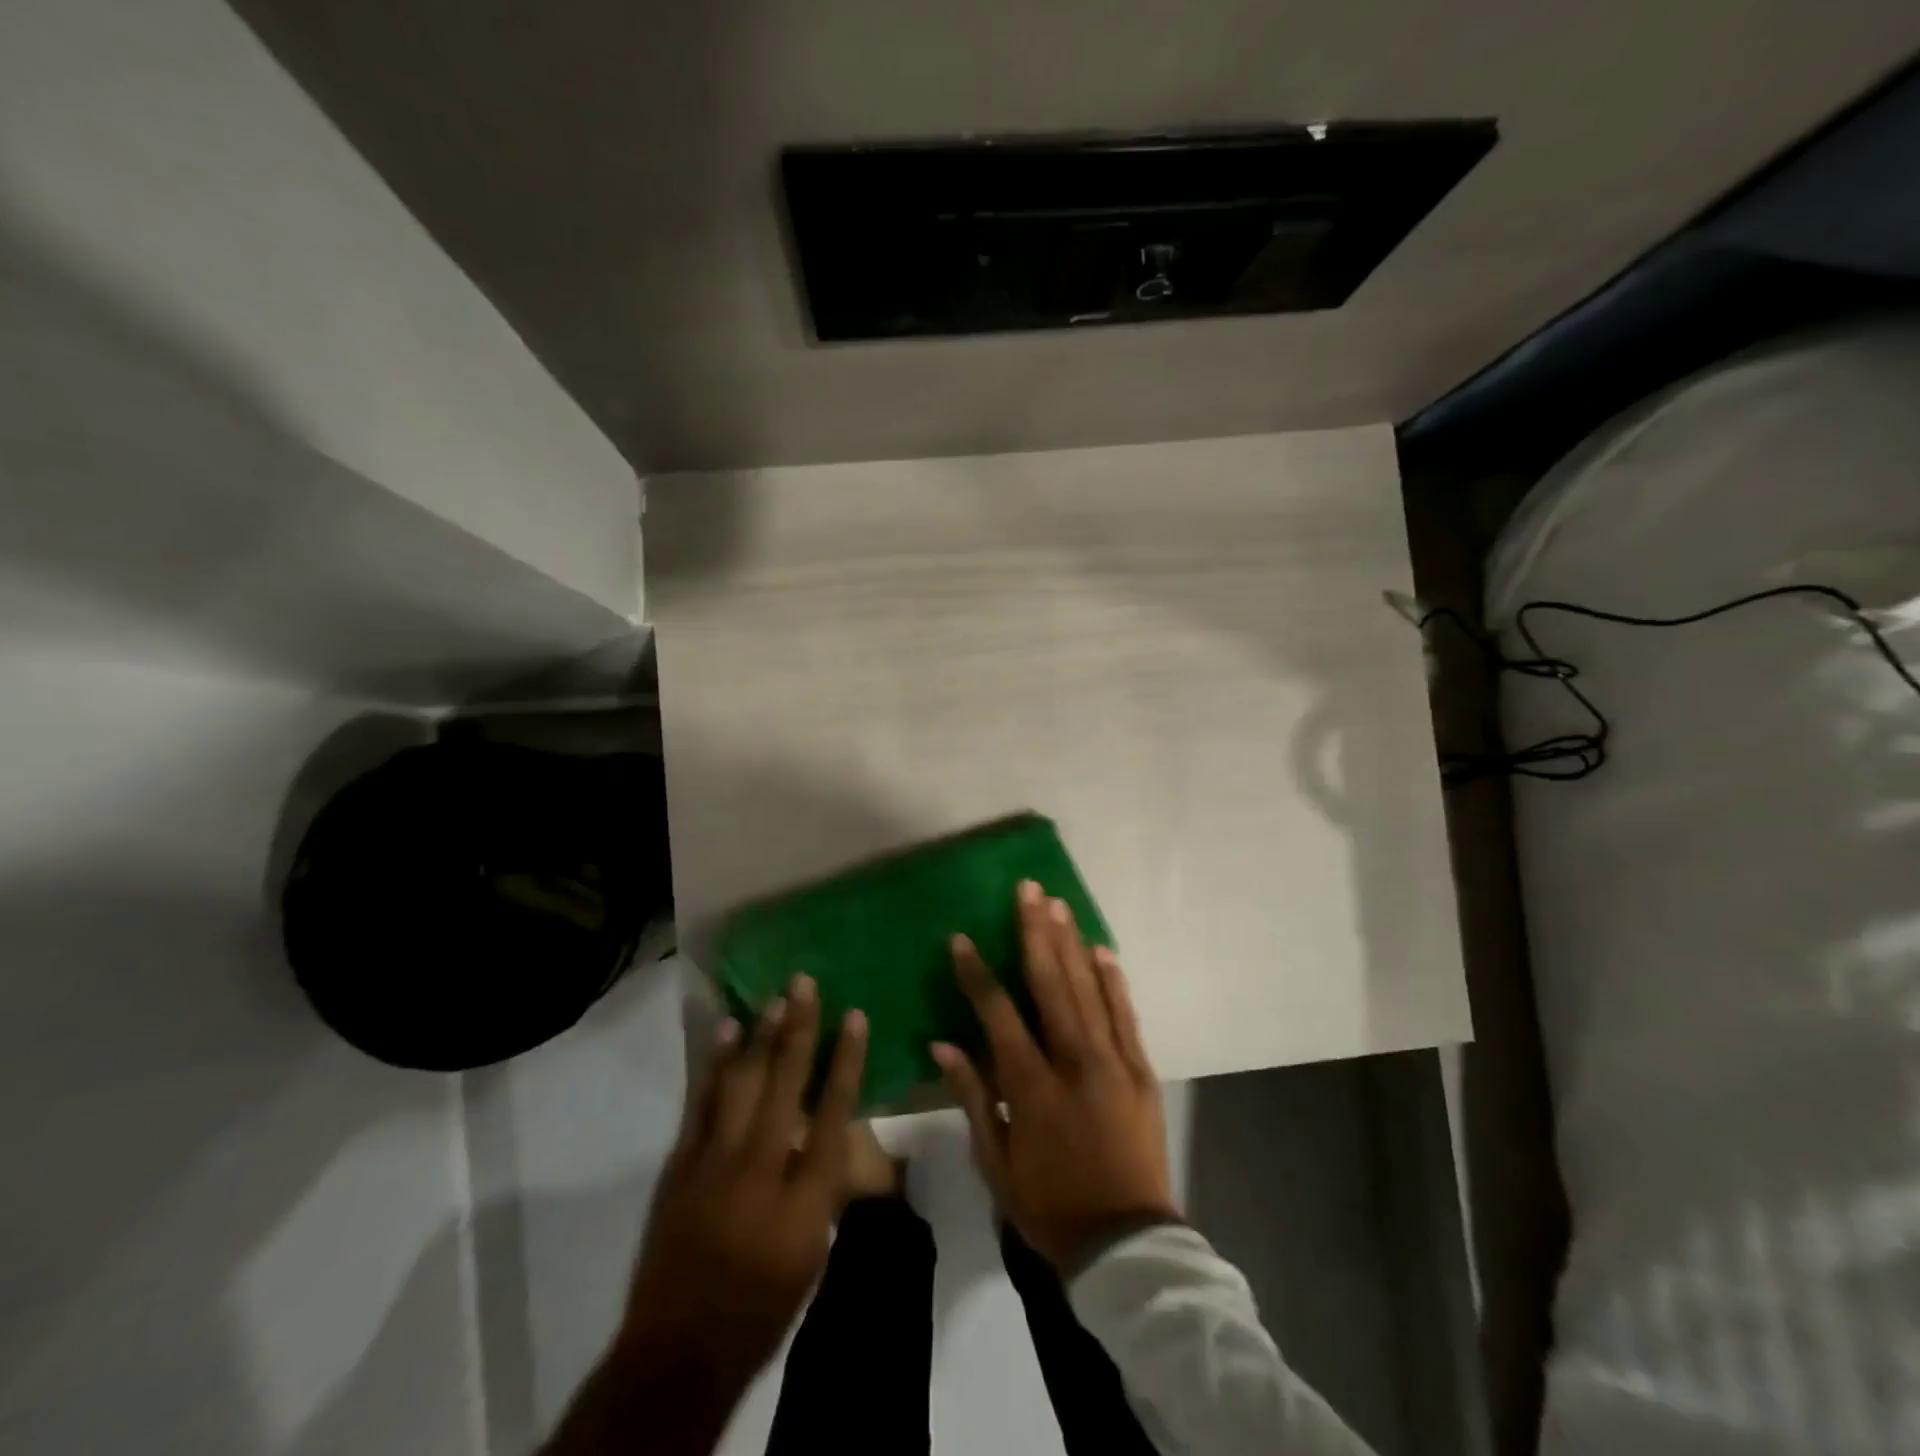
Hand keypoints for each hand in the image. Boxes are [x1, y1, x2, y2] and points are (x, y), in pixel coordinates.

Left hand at [548, 977, 866, 1454]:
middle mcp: (761, 1168)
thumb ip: (825, 1186)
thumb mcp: (813, 1252)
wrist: (680, 1349)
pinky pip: (702, 1102)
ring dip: (759, 1037)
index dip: (846, 1060)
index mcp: (805, 1196)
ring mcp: (715, 1163)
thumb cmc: (762, 1306)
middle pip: (785, 1084)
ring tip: (773, 999)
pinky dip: (715, 1065)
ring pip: (742, 1083)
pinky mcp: (682, 1165)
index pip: (834, 1112)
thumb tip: (836, 1134)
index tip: (855, 1016)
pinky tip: (725, 1034)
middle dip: (799, 1029)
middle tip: (804, 983)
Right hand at [933, 881, 1177, 1270]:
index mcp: (1031, 1087)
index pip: (998, 1015)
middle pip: (1051, 984)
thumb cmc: (1049, 1205)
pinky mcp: (1142, 1070)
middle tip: (1028, 889)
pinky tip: (1102, 949)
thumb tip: (943, 1044)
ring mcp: (1114, 1063)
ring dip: (1071, 943)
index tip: (961, 938)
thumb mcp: (996, 1162)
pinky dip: (1114, 981)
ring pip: (1089, 990)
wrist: (1127, 1243)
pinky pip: (1126, 1015)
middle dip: (1035, 932)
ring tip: (1058, 904)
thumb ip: (972, 1097)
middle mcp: (1074, 1063)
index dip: (977, 974)